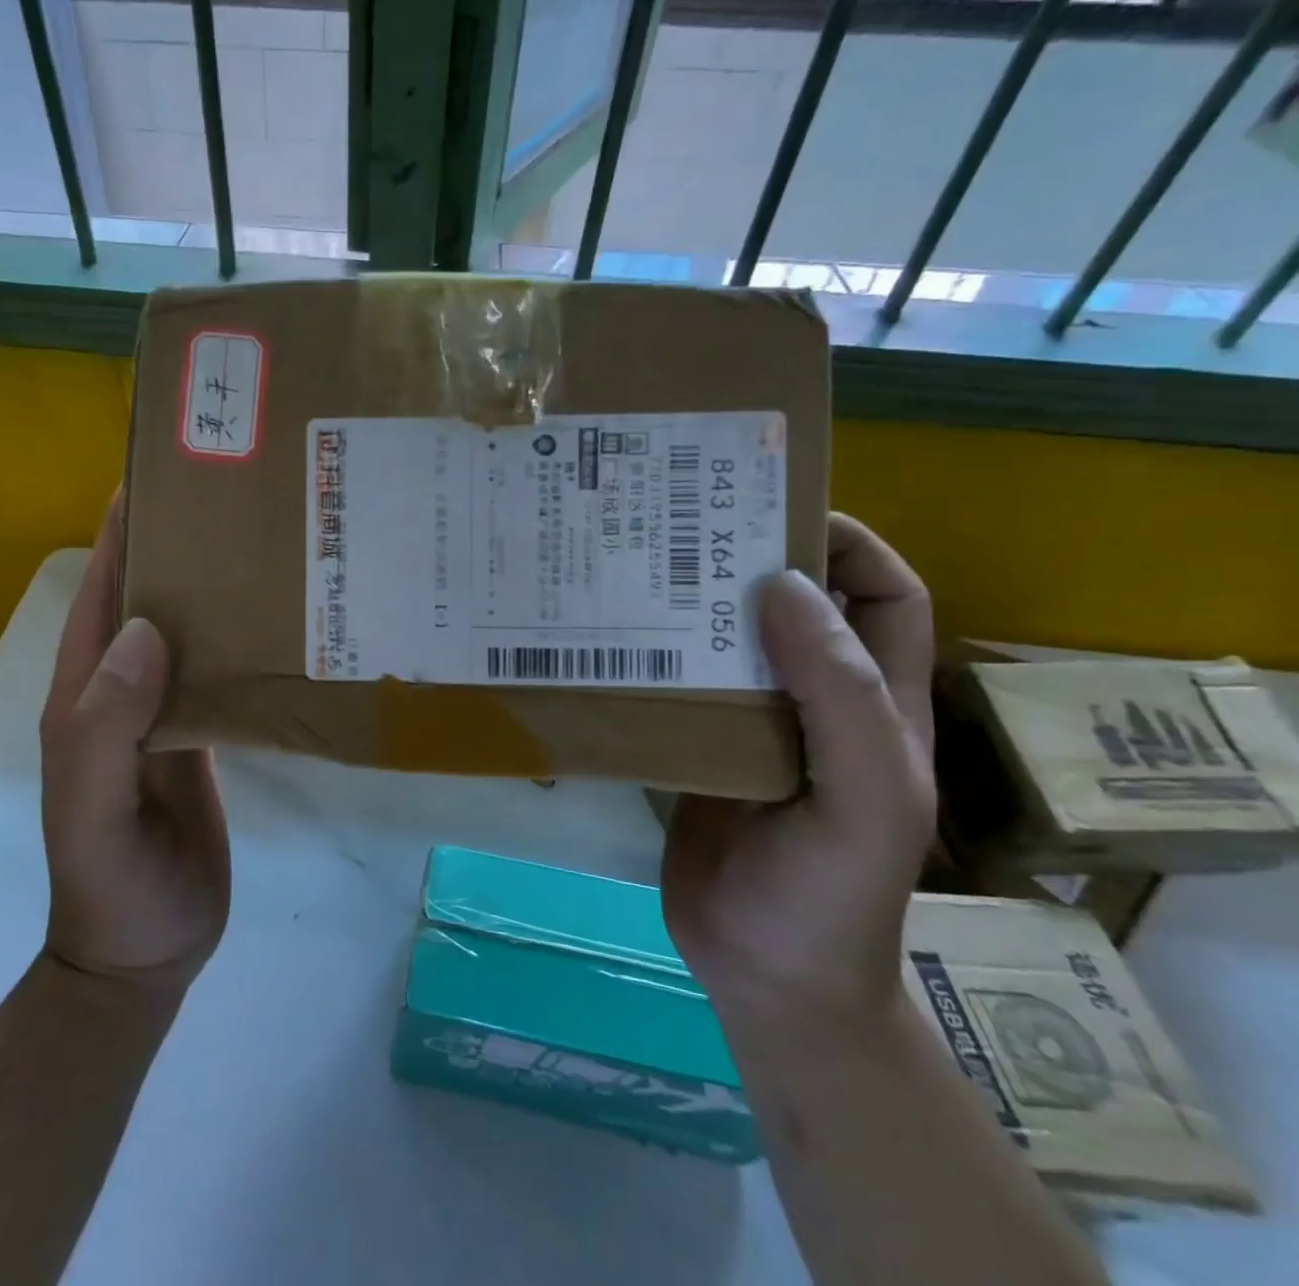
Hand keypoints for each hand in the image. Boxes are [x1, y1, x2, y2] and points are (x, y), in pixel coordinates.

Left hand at [38, 494, 230, 989]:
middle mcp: (122, 686)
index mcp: (86, 690)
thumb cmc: (111, 882)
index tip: (160, 472)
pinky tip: (277, 619)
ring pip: (186, 628)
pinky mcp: (201, 731)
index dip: (121, 529)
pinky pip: (217, 669)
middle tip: (234, 493)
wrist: (146, 949)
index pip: (101, 590)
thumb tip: (145, 630)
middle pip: (146, 596)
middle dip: (177, 543)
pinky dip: (239, 638)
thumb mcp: (93, 809)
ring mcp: (164, 708)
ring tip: (265, 540)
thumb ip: (107, 726)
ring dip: (213, 586)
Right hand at [662, 514, 935, 1028]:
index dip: (847, 543)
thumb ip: (838, 693)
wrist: (764, 979)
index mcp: (875, 703)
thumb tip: (780, 583)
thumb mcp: (864, 796)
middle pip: (794, 606)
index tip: (774, 511)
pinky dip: (652, 660)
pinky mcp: (699, 749)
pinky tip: (608, 644)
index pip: (883, 595)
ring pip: (727, 643)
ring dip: (690, 607)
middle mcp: (814, 701)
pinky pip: (680, 688)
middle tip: (680, 527)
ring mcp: (752, 726)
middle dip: (749, 560)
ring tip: (633, 570)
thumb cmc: (830, 894)